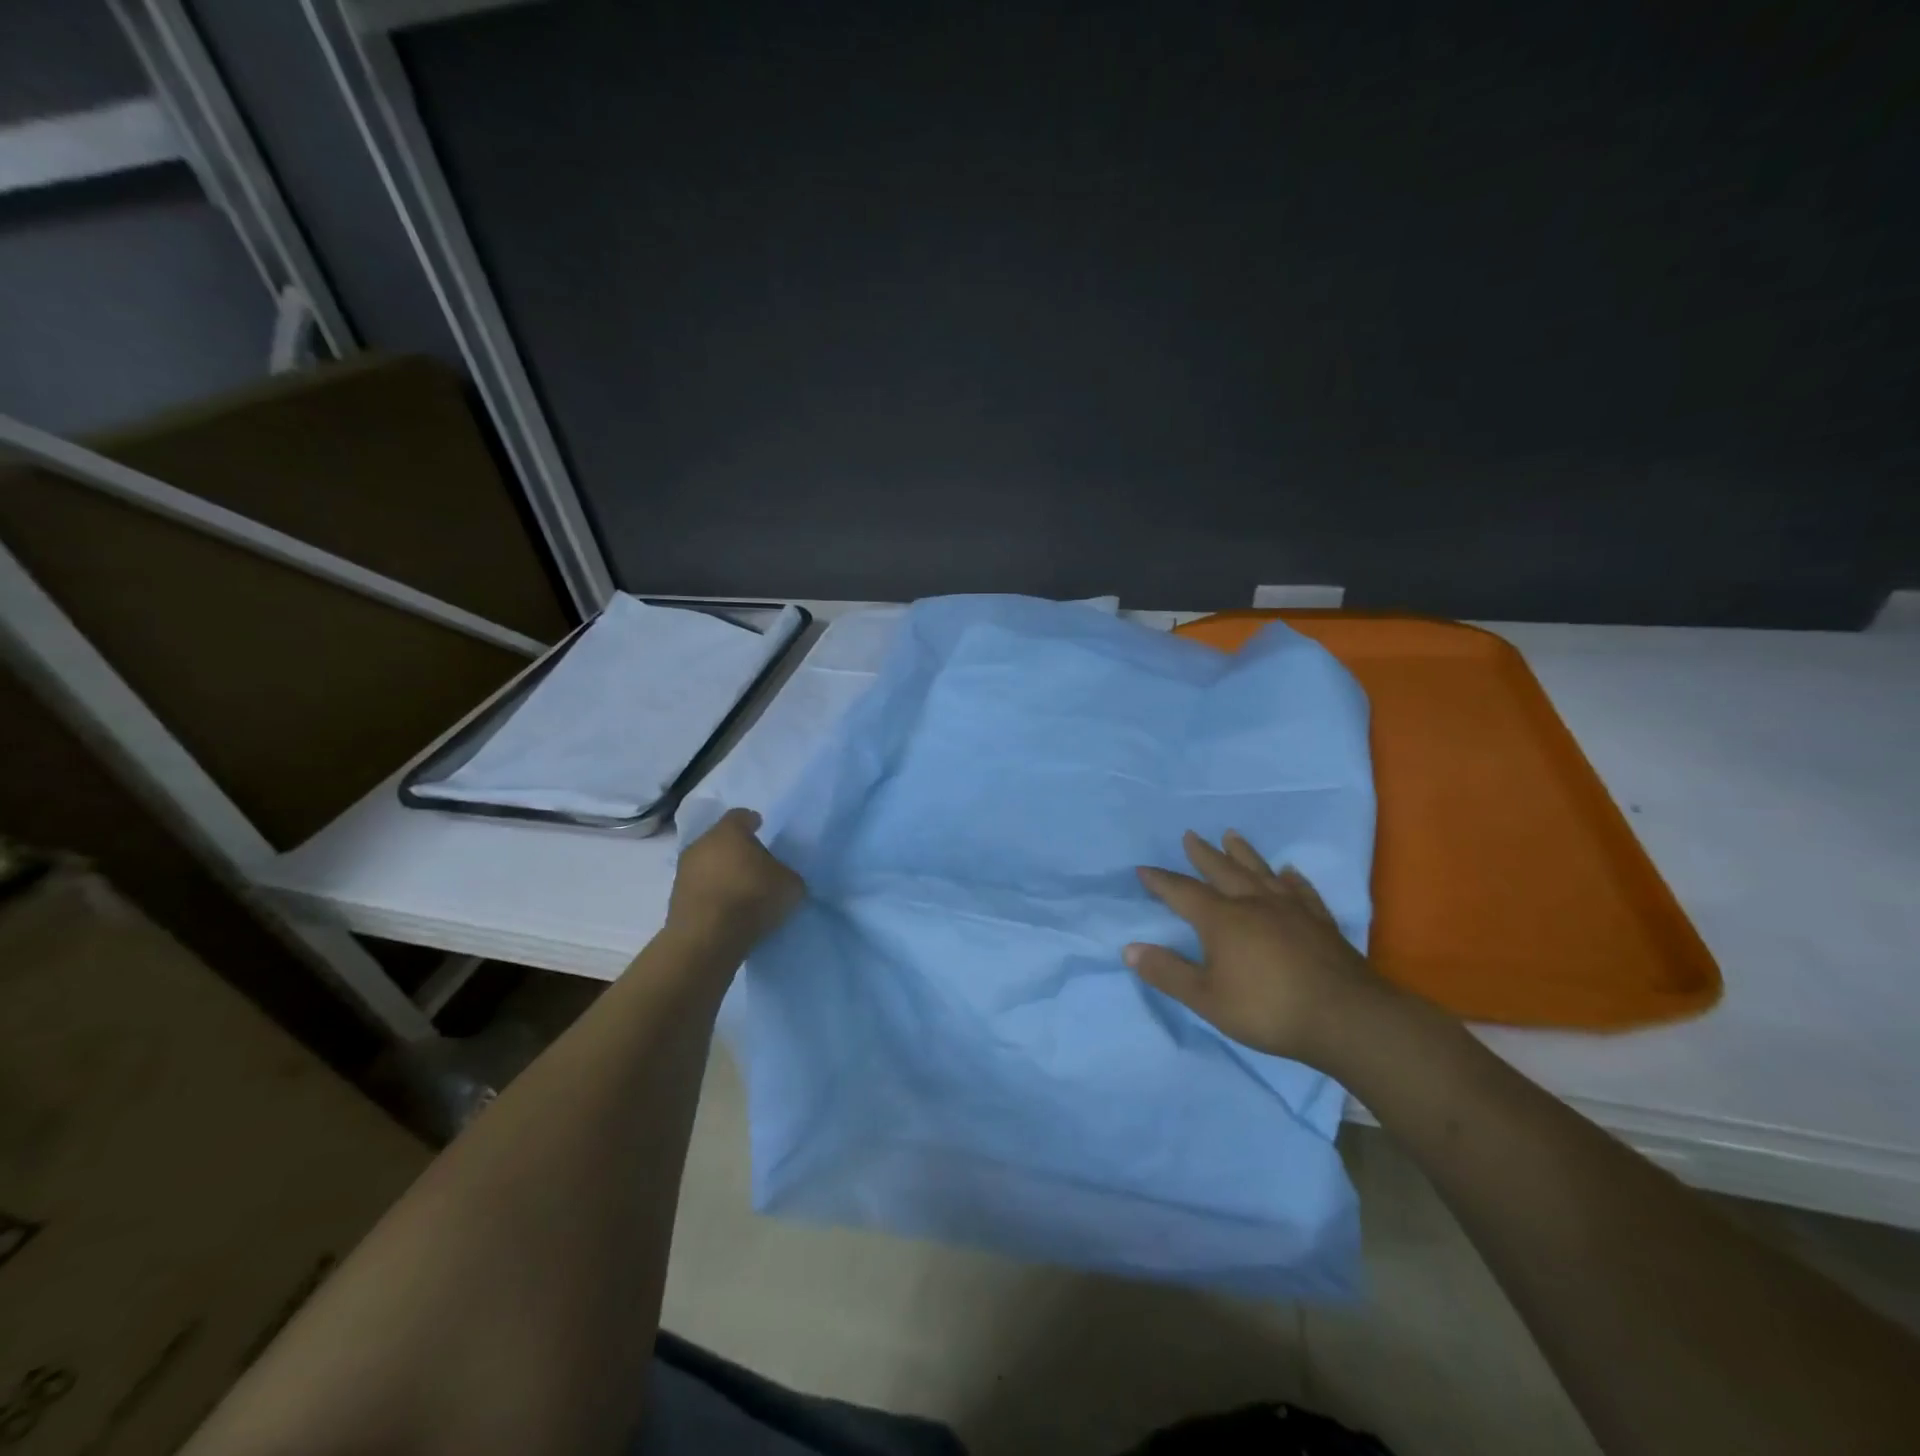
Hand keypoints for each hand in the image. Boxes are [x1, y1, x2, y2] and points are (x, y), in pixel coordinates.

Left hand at [666, 809, 804, 957]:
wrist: (706, 938)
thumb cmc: (752, 898)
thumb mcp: (789, 885)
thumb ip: (786, 874)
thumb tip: (782, 877)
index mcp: (729, 832)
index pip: (740, 816)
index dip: (752, 822)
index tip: (761, 828)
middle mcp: (702, 844)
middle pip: (721, 840)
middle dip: (736, 849)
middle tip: (755, 864)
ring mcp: (684, 872)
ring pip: (707, 864)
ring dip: (722, 873)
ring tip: (741, 890)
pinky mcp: (675, 899)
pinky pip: (700, 888)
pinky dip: (712, 894)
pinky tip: (727, 908)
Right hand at [1125, 830, 1392, 1068]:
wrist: (1346, 1017)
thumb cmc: (1267, 1009)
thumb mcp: (1206, 998)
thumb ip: (1168, 972)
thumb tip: (1129, 949)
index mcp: (1221, 919)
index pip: (1182, 892)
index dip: (1160, 881)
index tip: (1143, 869)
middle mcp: (1253, 903)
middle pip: (1222, 871)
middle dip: (1202, 854)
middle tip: (1190, 835)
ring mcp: (1290, 909)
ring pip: (1260, 871)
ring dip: (1243, 853)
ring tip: (1232, 835)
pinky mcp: (1319, 921)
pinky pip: (1302, 891)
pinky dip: (1292, 879)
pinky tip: (1290, 872)